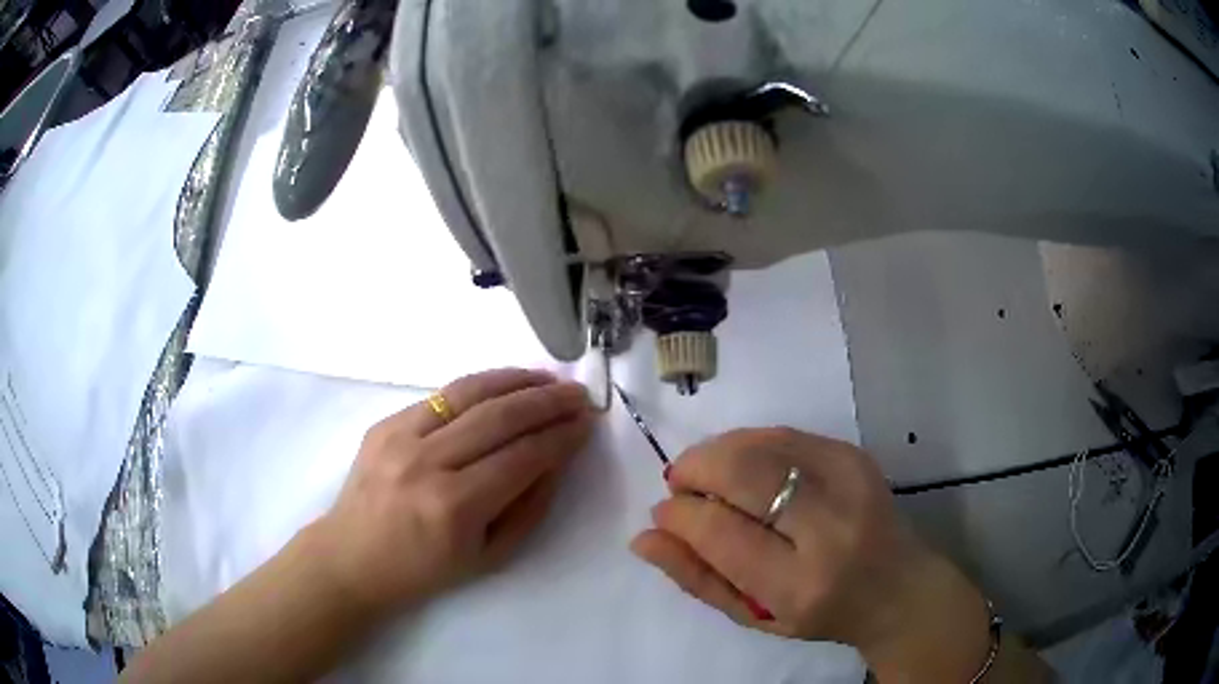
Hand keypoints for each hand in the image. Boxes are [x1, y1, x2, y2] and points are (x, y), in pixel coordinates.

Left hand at [314, 368, 594, 619]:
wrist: (352, 557)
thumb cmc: (424, 570)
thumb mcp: (489, 556)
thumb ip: (529, 507)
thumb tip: (556, 460)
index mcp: (455, 507)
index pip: (522, 457)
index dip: (561, 436)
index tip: (587, 422)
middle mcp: (427, 463)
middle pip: (499, 417)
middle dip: (547, 401)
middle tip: (577, 394)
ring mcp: (400, 437)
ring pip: (468, 393)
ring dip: (515, 380)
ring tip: (546, 378)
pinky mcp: (385, 423)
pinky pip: (440, 395)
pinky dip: (478, 384)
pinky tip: (502, 383)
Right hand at [631, 428, 992, 680]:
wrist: (897, 587)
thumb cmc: (819, 614)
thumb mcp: (754, 616)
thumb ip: (697, 578)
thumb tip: (644, 537)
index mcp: (799, 584)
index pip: (721, 533)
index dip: (681, 515)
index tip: (664, 512)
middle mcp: (829, 528)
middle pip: (743, 473)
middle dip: (695, 468)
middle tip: (679, 483)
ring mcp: (849, 482)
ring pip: (762, 444)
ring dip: (717, 450)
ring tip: (704, 472)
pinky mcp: (855, 455)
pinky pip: (785, 434)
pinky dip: (749, 442)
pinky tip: (741, 463)